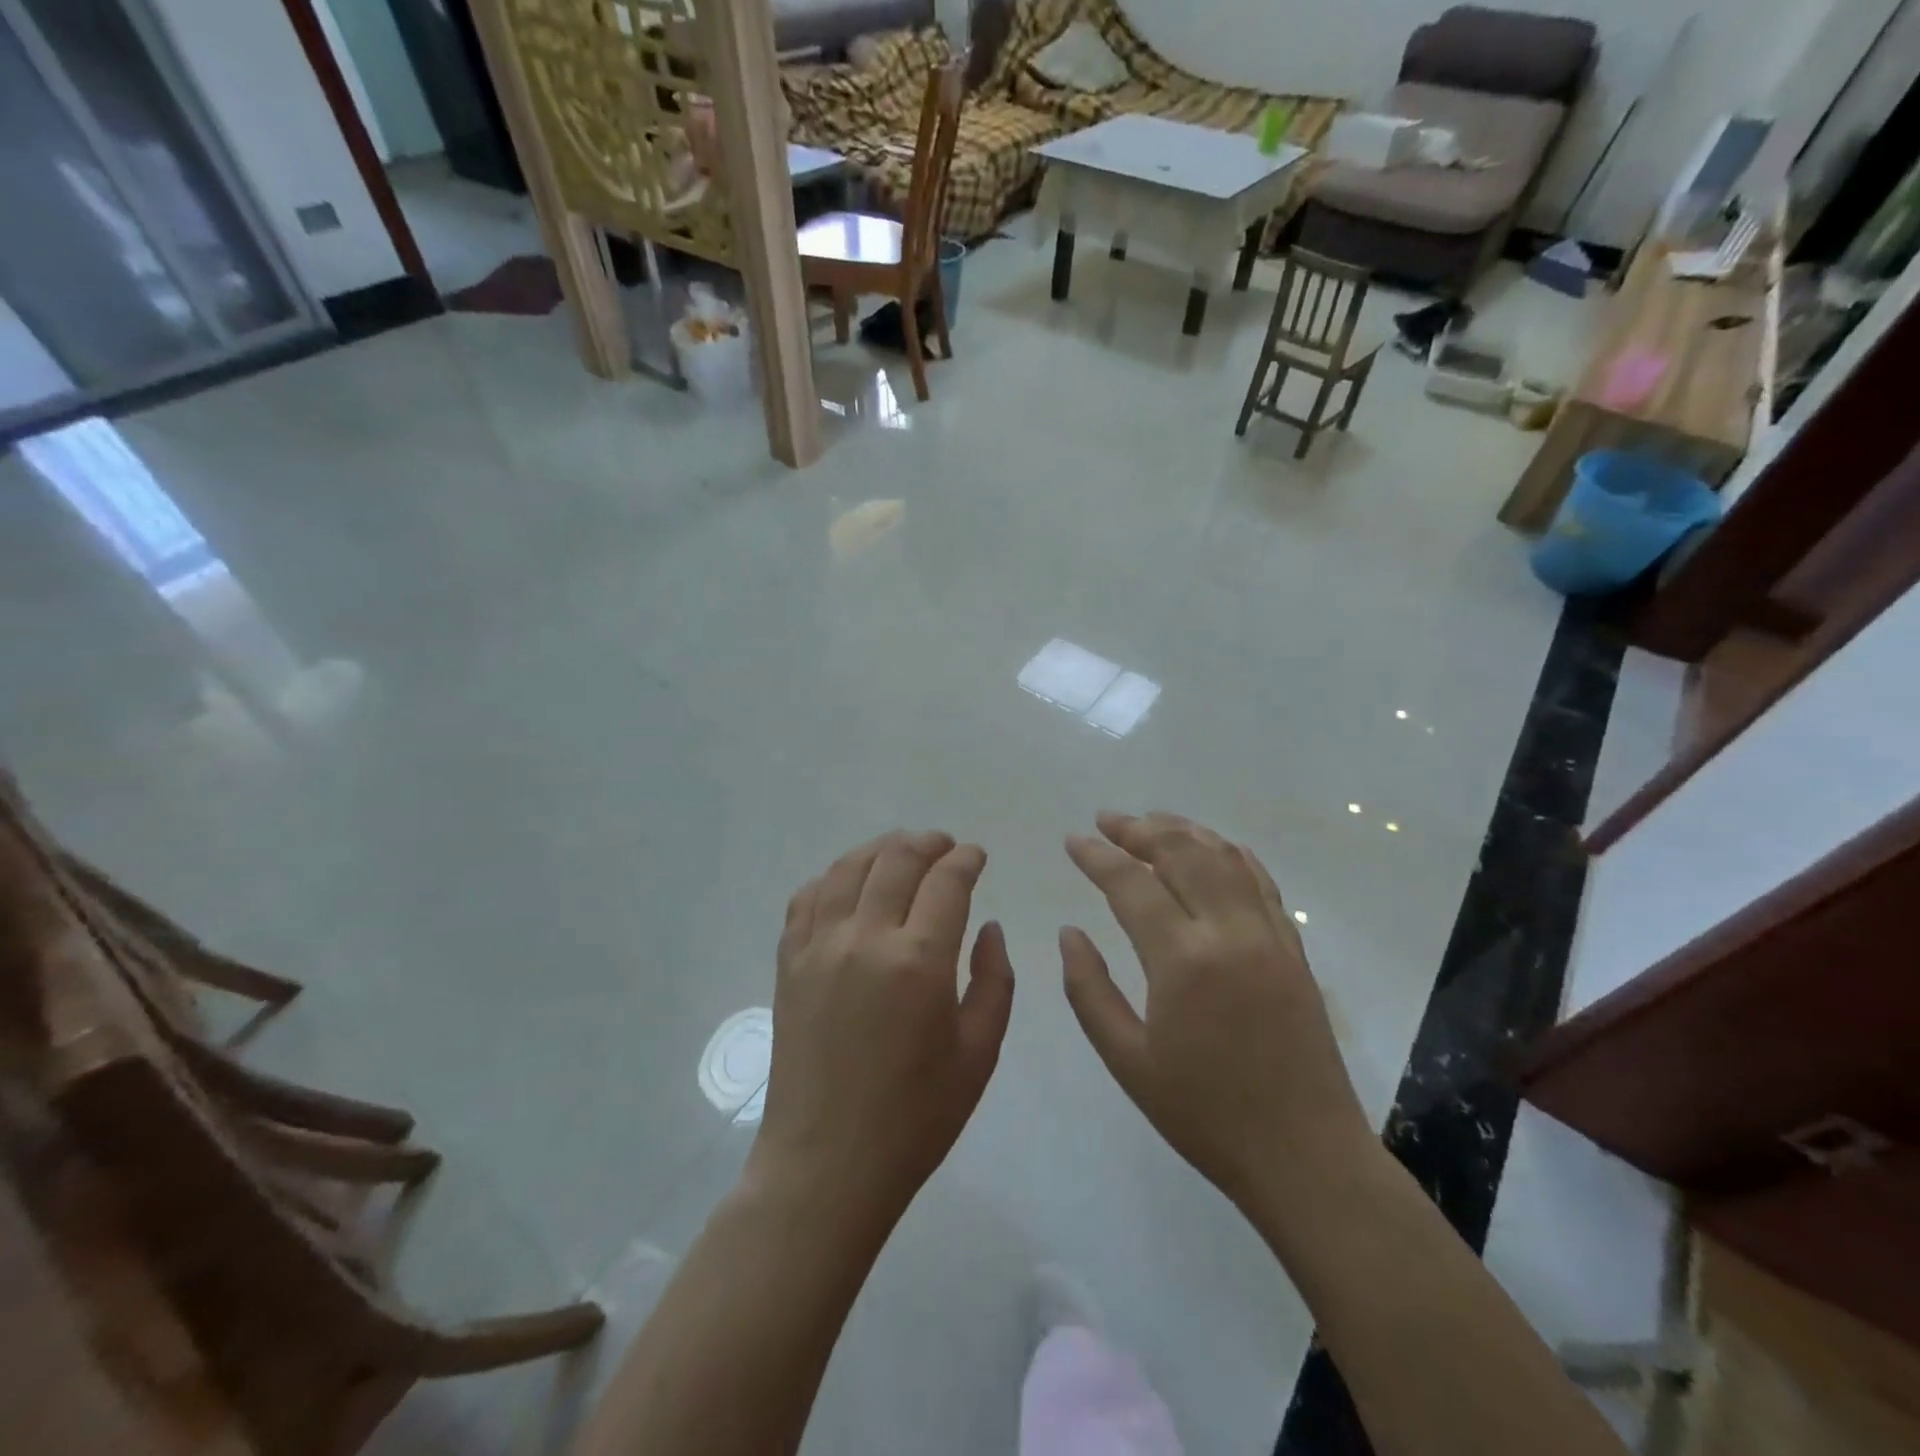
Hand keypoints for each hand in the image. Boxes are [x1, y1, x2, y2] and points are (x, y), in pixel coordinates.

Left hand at [751, 831, 1015, 1225]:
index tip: (976, 856)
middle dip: (927, 843)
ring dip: (880, 849)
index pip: (946, 881)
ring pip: (848, 867)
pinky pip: (808, 897)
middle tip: (944, 846)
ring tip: (901, 851)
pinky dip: (833, 876)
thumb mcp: (979, 1054)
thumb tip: (989, 928)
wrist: (827, 1165)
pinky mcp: (788, 962)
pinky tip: (849, 882)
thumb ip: (994, 980)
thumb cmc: (914, 1117)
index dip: (965, 859)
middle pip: (896, 859)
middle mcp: (865, 939)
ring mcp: (819, 947)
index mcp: (919, 961)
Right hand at [1060, 812, 1372, 1211]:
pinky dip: (1231, 853)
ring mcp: (1268, 935)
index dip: (1097, 856)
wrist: (1305, 1156)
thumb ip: (1089, 990)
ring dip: (1184, 830)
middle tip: (1105, 820)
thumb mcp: (1127, 1061)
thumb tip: (1069, 932)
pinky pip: (1260, 881)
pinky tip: (1213, 847)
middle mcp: (1228, 932)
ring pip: (1223, 857)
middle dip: (1138, 829)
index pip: (1130, 884)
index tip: (1071, 840)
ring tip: (1150, 820)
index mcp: (1182, 960)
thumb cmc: (1205, 1114)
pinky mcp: (1293, 947)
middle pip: (1180, 853)